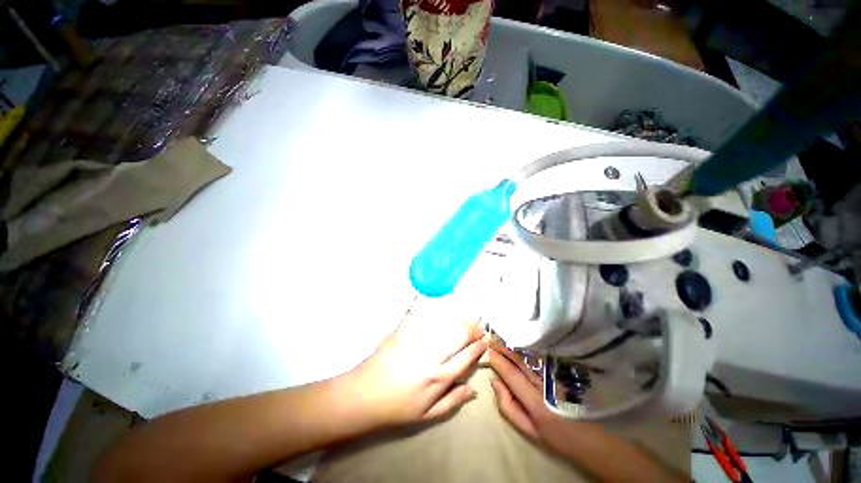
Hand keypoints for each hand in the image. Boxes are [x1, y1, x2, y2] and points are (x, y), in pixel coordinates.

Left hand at [344, 307, 486, 427]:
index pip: (465, 357)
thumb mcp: (427, 414)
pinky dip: (437, 313)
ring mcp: (417, 341)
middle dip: (472, 330)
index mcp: (439, 377)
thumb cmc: (397, 407)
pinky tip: (444, 309)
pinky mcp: (404, 332)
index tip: (485, 340)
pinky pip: (423, 318)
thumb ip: (452, 401)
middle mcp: (432, 356)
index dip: (477, 347)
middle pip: (458, 337)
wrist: (365, 395)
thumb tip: (473, 389)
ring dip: (459, 320)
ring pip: (444, 326)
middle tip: (480, 324)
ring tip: (468, 315)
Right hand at [488, 344, 594, 456]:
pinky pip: (543, 355)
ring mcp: (557, 376)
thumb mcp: (529, 430)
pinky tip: (522, 343)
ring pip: (531, 355)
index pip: (511, 375)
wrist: (593, 438)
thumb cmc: (556, 436)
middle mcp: (546, 385)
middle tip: (493, 340)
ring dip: (516, 345)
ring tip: (504, 338)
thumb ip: (508, 406)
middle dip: (505, 348)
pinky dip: (529, 347)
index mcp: (536, 403)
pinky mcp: (565, 371)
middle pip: (521, 360)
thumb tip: (494, 381)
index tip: (489, 352)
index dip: (498, 361)